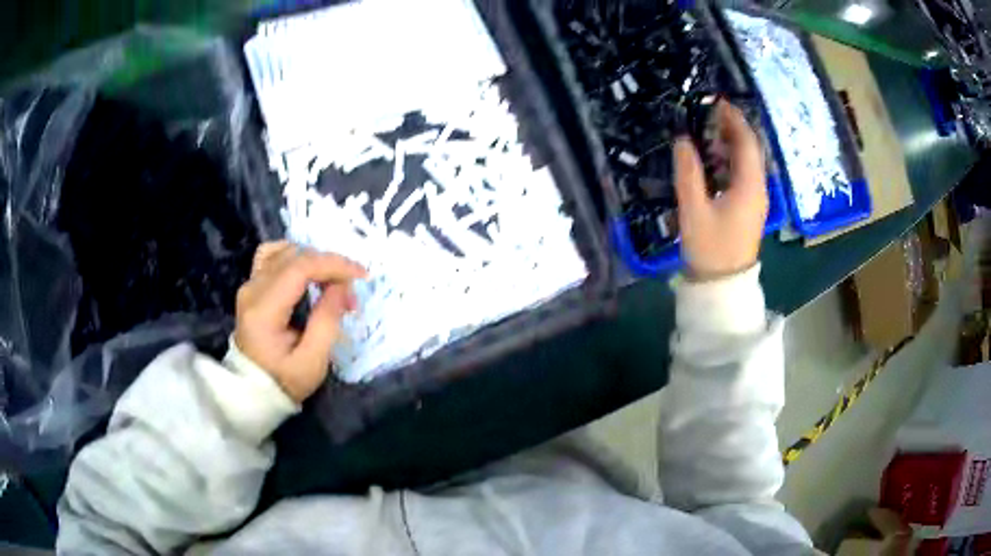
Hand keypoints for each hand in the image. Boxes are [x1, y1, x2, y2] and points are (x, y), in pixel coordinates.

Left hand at [234, 241, 366, 401]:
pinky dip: (294, 256)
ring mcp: (249, 286)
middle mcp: (252, 290)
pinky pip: (271, 256)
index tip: (361, 276)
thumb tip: (343, 286)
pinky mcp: (251, 287)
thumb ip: (327, 321)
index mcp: (264, 310)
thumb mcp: (312, 362)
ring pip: (283, 251)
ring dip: (313, 260)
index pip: (299, 268)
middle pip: (294, 256)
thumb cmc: (284, 382)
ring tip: (331, 280)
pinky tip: (307, 269)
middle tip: (350, 291)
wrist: (253, 392)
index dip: (333, 265)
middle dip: (329, 266)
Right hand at [674, 101, 767, 280]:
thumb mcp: (694, 210)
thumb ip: (688, 172)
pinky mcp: (749, 208)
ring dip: (731, 143)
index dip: (734, 119)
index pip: (747, 142)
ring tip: (707, 131)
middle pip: (751, 149)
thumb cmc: (710, 249)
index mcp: (749, 186)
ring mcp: (756, 200)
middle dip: (733, 127)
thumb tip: (682, 140)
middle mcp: (758, 189)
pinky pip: (744, 175)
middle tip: (708, 113)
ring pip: (748, 162)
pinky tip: (714, 159)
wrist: (723, 286)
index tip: (716, 102)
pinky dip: (731, 160)